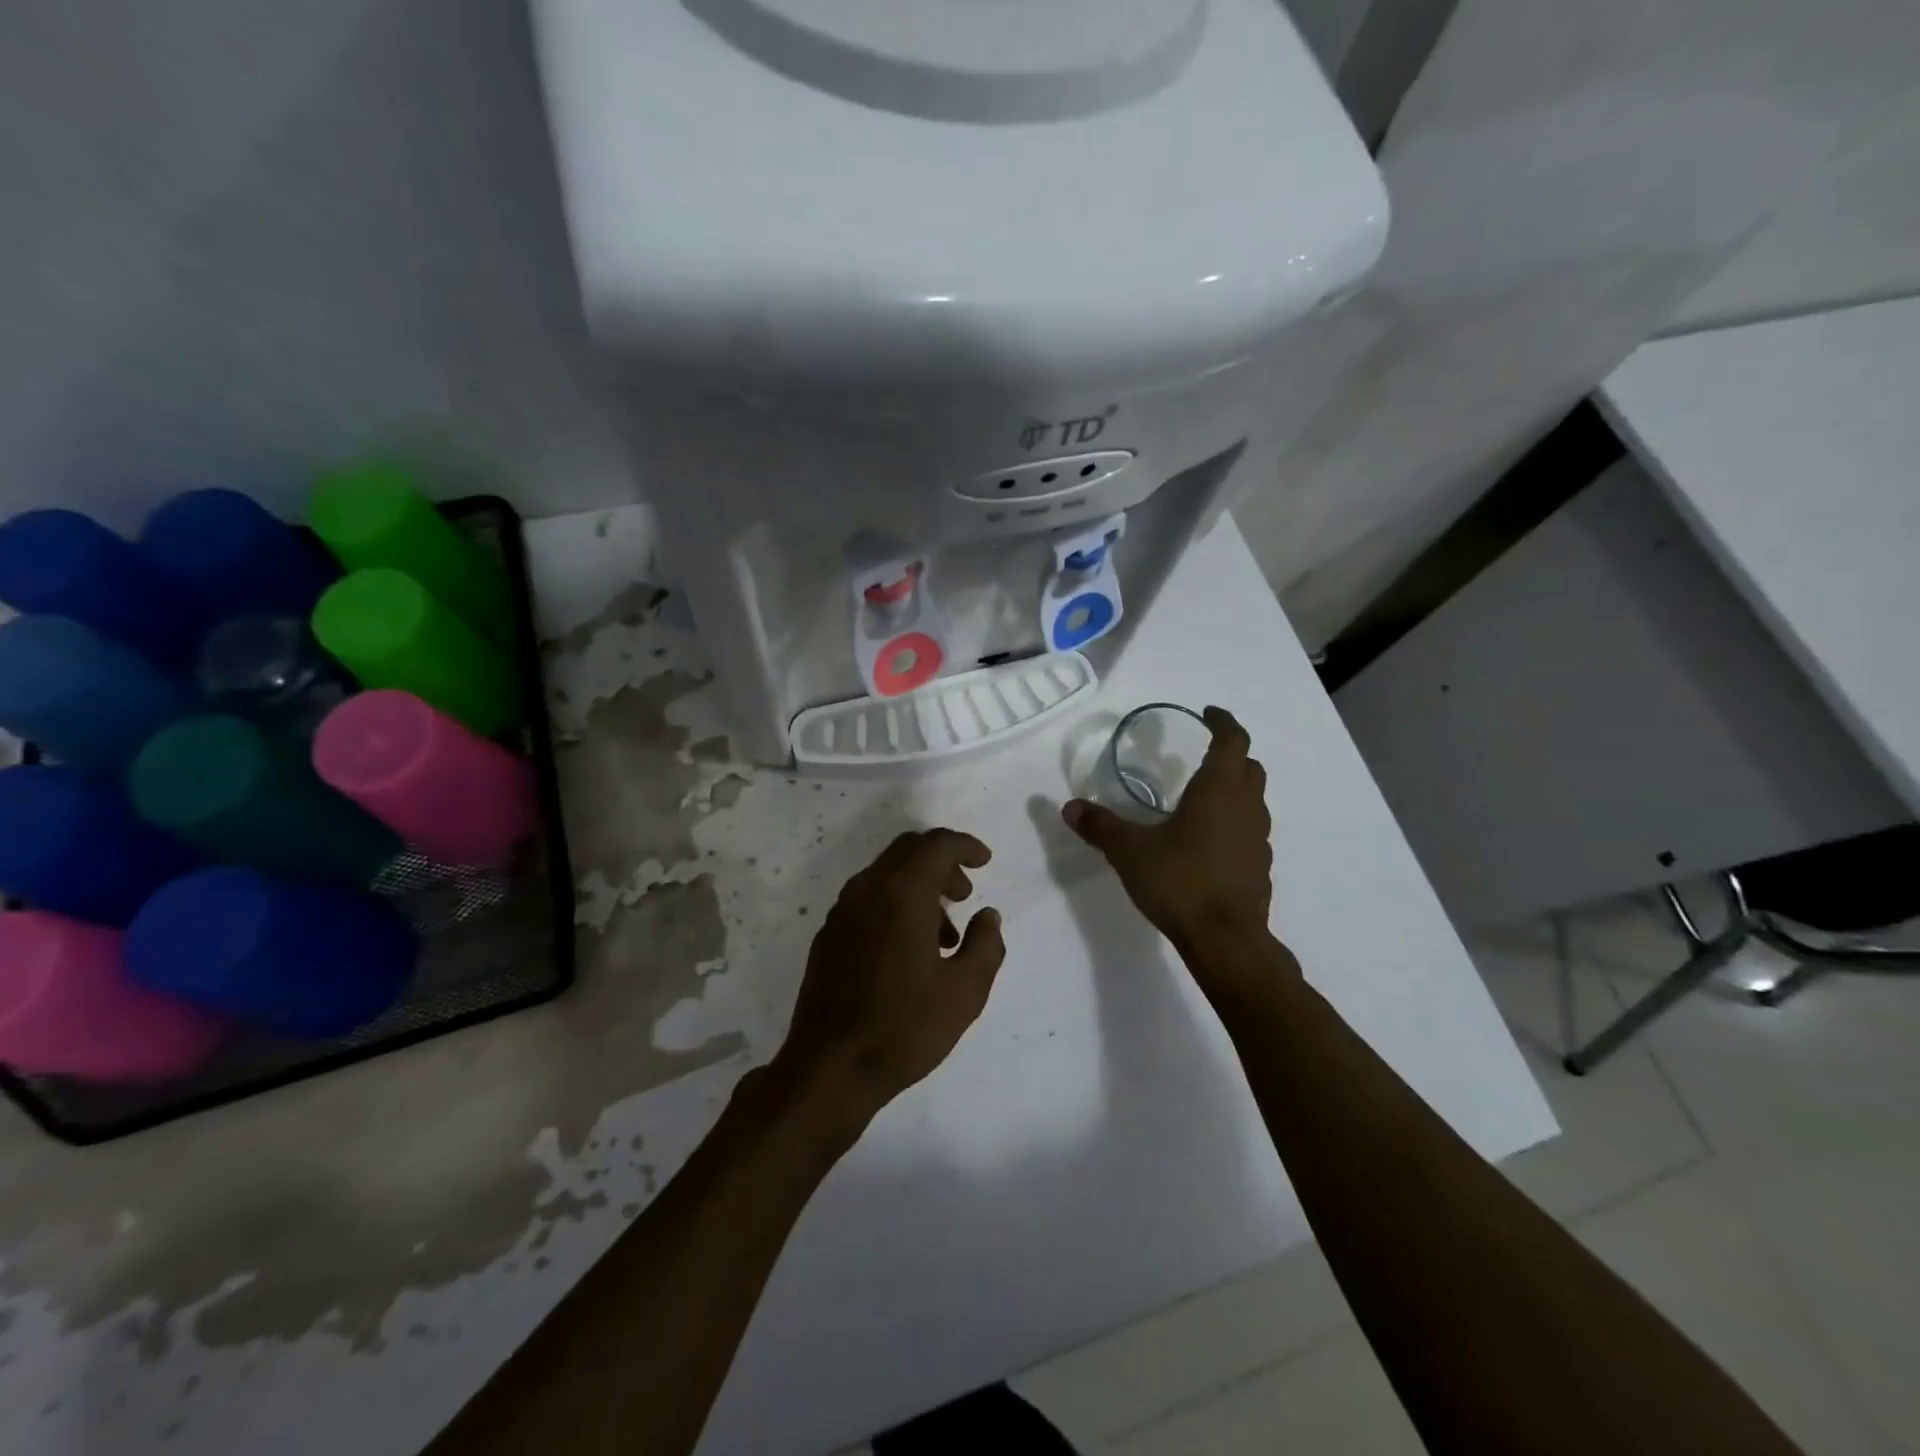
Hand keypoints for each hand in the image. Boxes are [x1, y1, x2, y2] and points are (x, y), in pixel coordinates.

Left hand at [776, 829, 1005, 1125]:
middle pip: (907, 851)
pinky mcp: (828, 935)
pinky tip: (909, 950)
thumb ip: (985, 945)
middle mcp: (867, 890)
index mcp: (901, 893)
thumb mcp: (965, 991)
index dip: (964, 846)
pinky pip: (868, 899)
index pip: (935, 845)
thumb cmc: (904, 1027)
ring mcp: (842, 912)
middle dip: (941, 863)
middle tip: (965, 894)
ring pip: (886, 875)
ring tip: (944, 936)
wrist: (830, 1068)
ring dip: (919, 887)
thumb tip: (987, 916)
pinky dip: (895, 904)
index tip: (985, 861)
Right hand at [1063, 706, 1273, 949]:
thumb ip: (1100, 826)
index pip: (1233, 741)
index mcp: (1218, 791)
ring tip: (1204, 798)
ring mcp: (1258, 840)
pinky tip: (1209, 843)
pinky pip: (1251, 833)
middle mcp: (1246, 808)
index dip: (1224, 722)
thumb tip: (1069, 807)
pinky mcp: (1259, 868)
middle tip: (1205, 754)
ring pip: (1254, 801)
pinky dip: (1235, 824)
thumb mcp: (1129, 851)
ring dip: (1235, 790)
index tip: (1209, 713)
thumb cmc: (1180, 882)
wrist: (1225, 940)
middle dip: (1232, 754)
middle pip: (1250, 767)